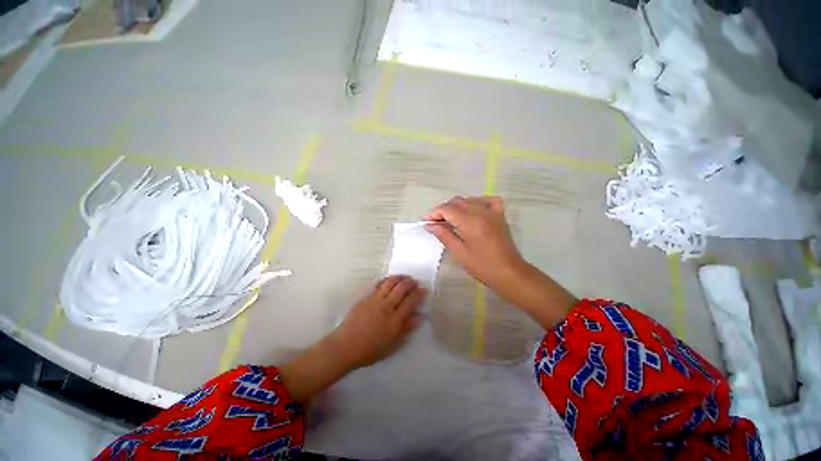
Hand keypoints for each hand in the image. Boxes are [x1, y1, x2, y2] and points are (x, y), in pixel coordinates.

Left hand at [280, 275, 423, 404]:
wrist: (345, 346)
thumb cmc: (370, 349)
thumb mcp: (392, 344)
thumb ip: (406, 328)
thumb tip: (419, 317)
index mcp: (395, 319)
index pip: (411, 301)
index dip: (419, 293)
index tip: (423, 290)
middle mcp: (387, 306)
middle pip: (402, 288)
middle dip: (411, 282)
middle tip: (415, 282)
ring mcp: (375, 299)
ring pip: (391, 282)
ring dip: (400, 278)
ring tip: (404, 278)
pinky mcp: (366, 296)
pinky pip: (379, 284)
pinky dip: (387, 279)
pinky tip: (390, 280)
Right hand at [424, 196, 524, 289]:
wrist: (509, 272)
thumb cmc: (482, 266)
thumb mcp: (459, 252)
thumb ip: (444, 235)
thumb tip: (429, 225)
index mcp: (470, 222)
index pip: (447, 209)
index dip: (434, 213)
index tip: (427, 222)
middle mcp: (481, 212)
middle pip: (457, 201)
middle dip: (443, 210)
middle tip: (436, 223)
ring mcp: (492, 212)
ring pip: (470, 199)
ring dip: (457, 206)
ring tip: (450, 219)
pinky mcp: (499, 216)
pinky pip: (488, 201)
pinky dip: (478, 202)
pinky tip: (473, 210)